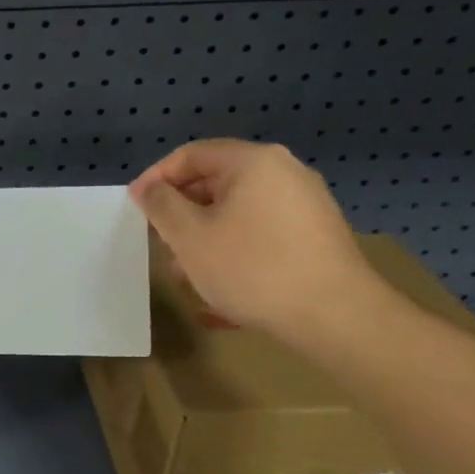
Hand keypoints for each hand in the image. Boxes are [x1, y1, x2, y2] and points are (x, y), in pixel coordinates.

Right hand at [128, 140, 383, 341]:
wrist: (338, 318)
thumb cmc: (252, 267)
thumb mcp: (189, 236)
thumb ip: (161, 204)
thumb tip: (149, 188)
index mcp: (253, 161)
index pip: (190, 155)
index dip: (155, 179)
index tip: (136, 208)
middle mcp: (284, 172)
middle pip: (215, 182)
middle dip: (181, 212)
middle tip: (160, 241)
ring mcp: (306, 204)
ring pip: (237, 210)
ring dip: (205, 235)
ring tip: (187, 273)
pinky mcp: (317, 235)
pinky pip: (262, 230)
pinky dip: (234, 247)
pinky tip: (222, 283)